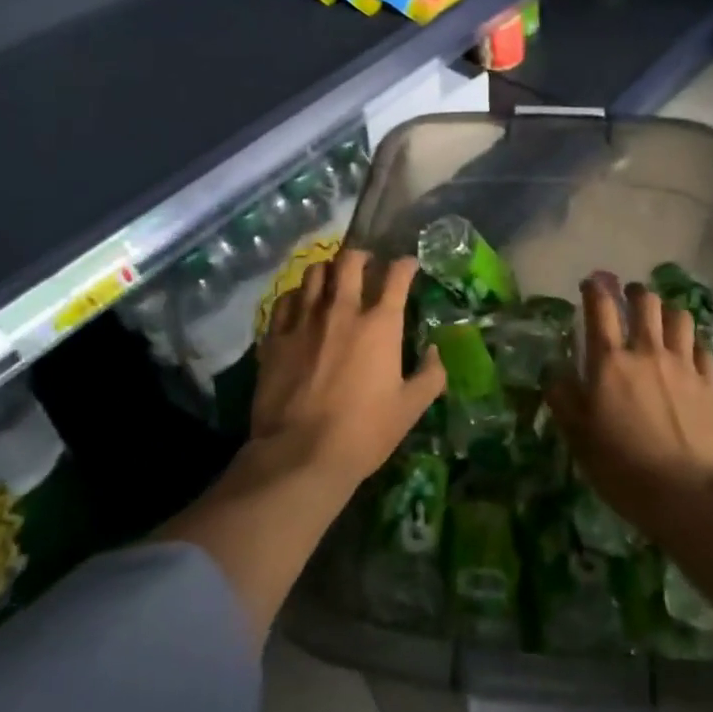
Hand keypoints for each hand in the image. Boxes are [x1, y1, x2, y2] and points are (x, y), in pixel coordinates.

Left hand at [250, 248, 445, 491]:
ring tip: (332, 281)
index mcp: (380, 325)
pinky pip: (285, 300)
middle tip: (366, 265)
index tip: (408, 266)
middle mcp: (342, 311)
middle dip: (361, 256)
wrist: (299, 455)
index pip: (396, 276)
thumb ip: (429, 376)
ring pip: (314, 273)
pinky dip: (297, 296)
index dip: (405, 265)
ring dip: (328, 271)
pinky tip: (301, 306)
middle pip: (350, 261)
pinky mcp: (276, 336)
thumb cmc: (362, 433)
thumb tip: (437, 352)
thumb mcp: (409, 410)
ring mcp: (305, 320)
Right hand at [544, 272, 712, 528]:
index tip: (590, 284)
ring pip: (679, 316)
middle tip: (628, 298)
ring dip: (667, 312)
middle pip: (645, 301)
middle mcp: (647, 351)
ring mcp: (683, 365)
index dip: (594, 289)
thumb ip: (562, 397)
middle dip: (635, 292)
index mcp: (610, 361)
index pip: (600, 307)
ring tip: (660, 320)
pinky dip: (692, 343)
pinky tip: (687, 353)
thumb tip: (554, 370)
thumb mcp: (578, 437)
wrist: (690, 496)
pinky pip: (701, 348)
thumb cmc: (624, 468)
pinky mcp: (709, 384)